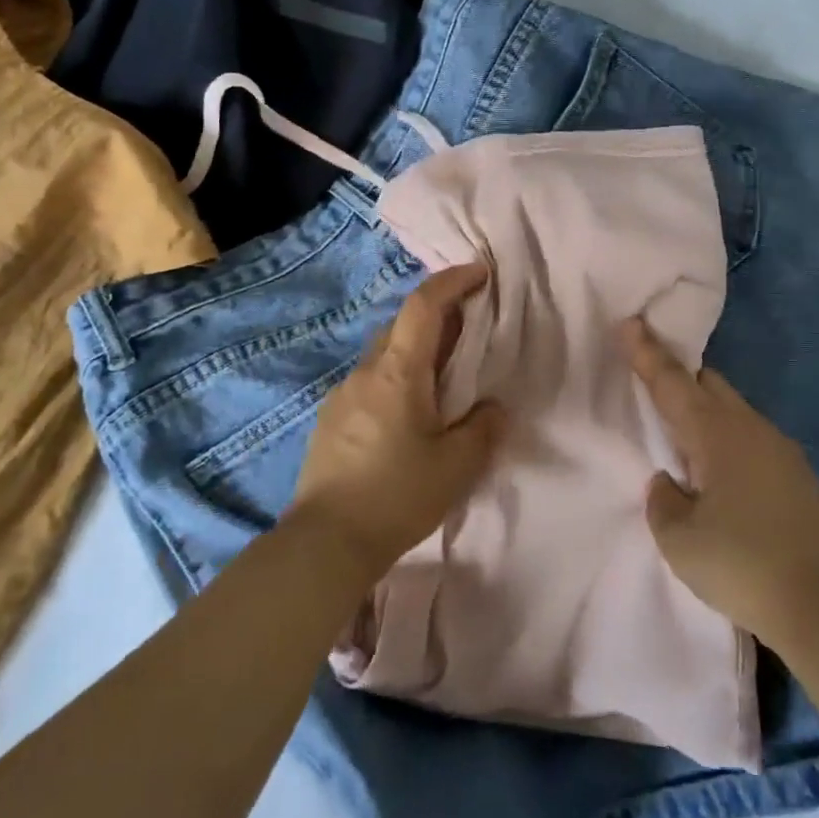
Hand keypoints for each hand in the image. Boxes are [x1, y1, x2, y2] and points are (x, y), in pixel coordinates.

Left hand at [286, 264, 505, 584]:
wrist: (325, 543)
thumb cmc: (397, 495)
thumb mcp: (457, 465)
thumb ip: (483, 428)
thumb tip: (493, 408)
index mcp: (397, 372)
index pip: (423, 306)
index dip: (452, 282)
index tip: (479, 274)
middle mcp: (365, 372)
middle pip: (401, 327)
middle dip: (437, 319)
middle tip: (470, 334)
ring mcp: (341, 396)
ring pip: (384, 357)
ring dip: (415, 354)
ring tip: (443, 382)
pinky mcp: (329, 421)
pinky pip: (370, 384)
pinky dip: (395, 381)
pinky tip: (409, 417)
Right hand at [620, 318, 818, 650]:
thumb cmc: (741, 564)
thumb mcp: (679, 539)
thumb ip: (663, 500)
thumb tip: (671, 481)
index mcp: (716, 433)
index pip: (671, 381)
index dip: (646, 352)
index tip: (630, 321)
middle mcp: (749, 428)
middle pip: (708, 383)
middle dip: (678, 376)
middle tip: (651, 384)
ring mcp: (779, 449)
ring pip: (732, 409)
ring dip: (704, 411)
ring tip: (681, 440)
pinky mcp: (797, 474)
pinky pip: (749, 436)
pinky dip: (726, 438)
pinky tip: (719, 474)